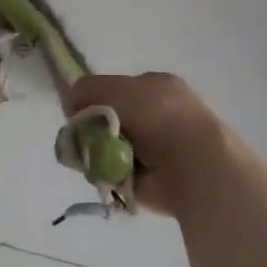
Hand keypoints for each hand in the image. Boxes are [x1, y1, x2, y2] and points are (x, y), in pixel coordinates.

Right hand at [63, 72, 247, 217]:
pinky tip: (105, 176)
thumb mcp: (117, 89)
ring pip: (112, 146)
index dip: (95, 99)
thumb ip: (88, 89)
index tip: (80, 113)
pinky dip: (109, 175)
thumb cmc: (158, 118)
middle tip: (82, 140)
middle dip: (94, 129)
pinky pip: (119, 173)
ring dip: (99, 153)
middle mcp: (159, 113)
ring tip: (94, 160)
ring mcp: (159, 147)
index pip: (116, 88)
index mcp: (156, 86)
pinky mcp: (155, 179)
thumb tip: (71, 103)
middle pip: (112, 118)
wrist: (195, 166)